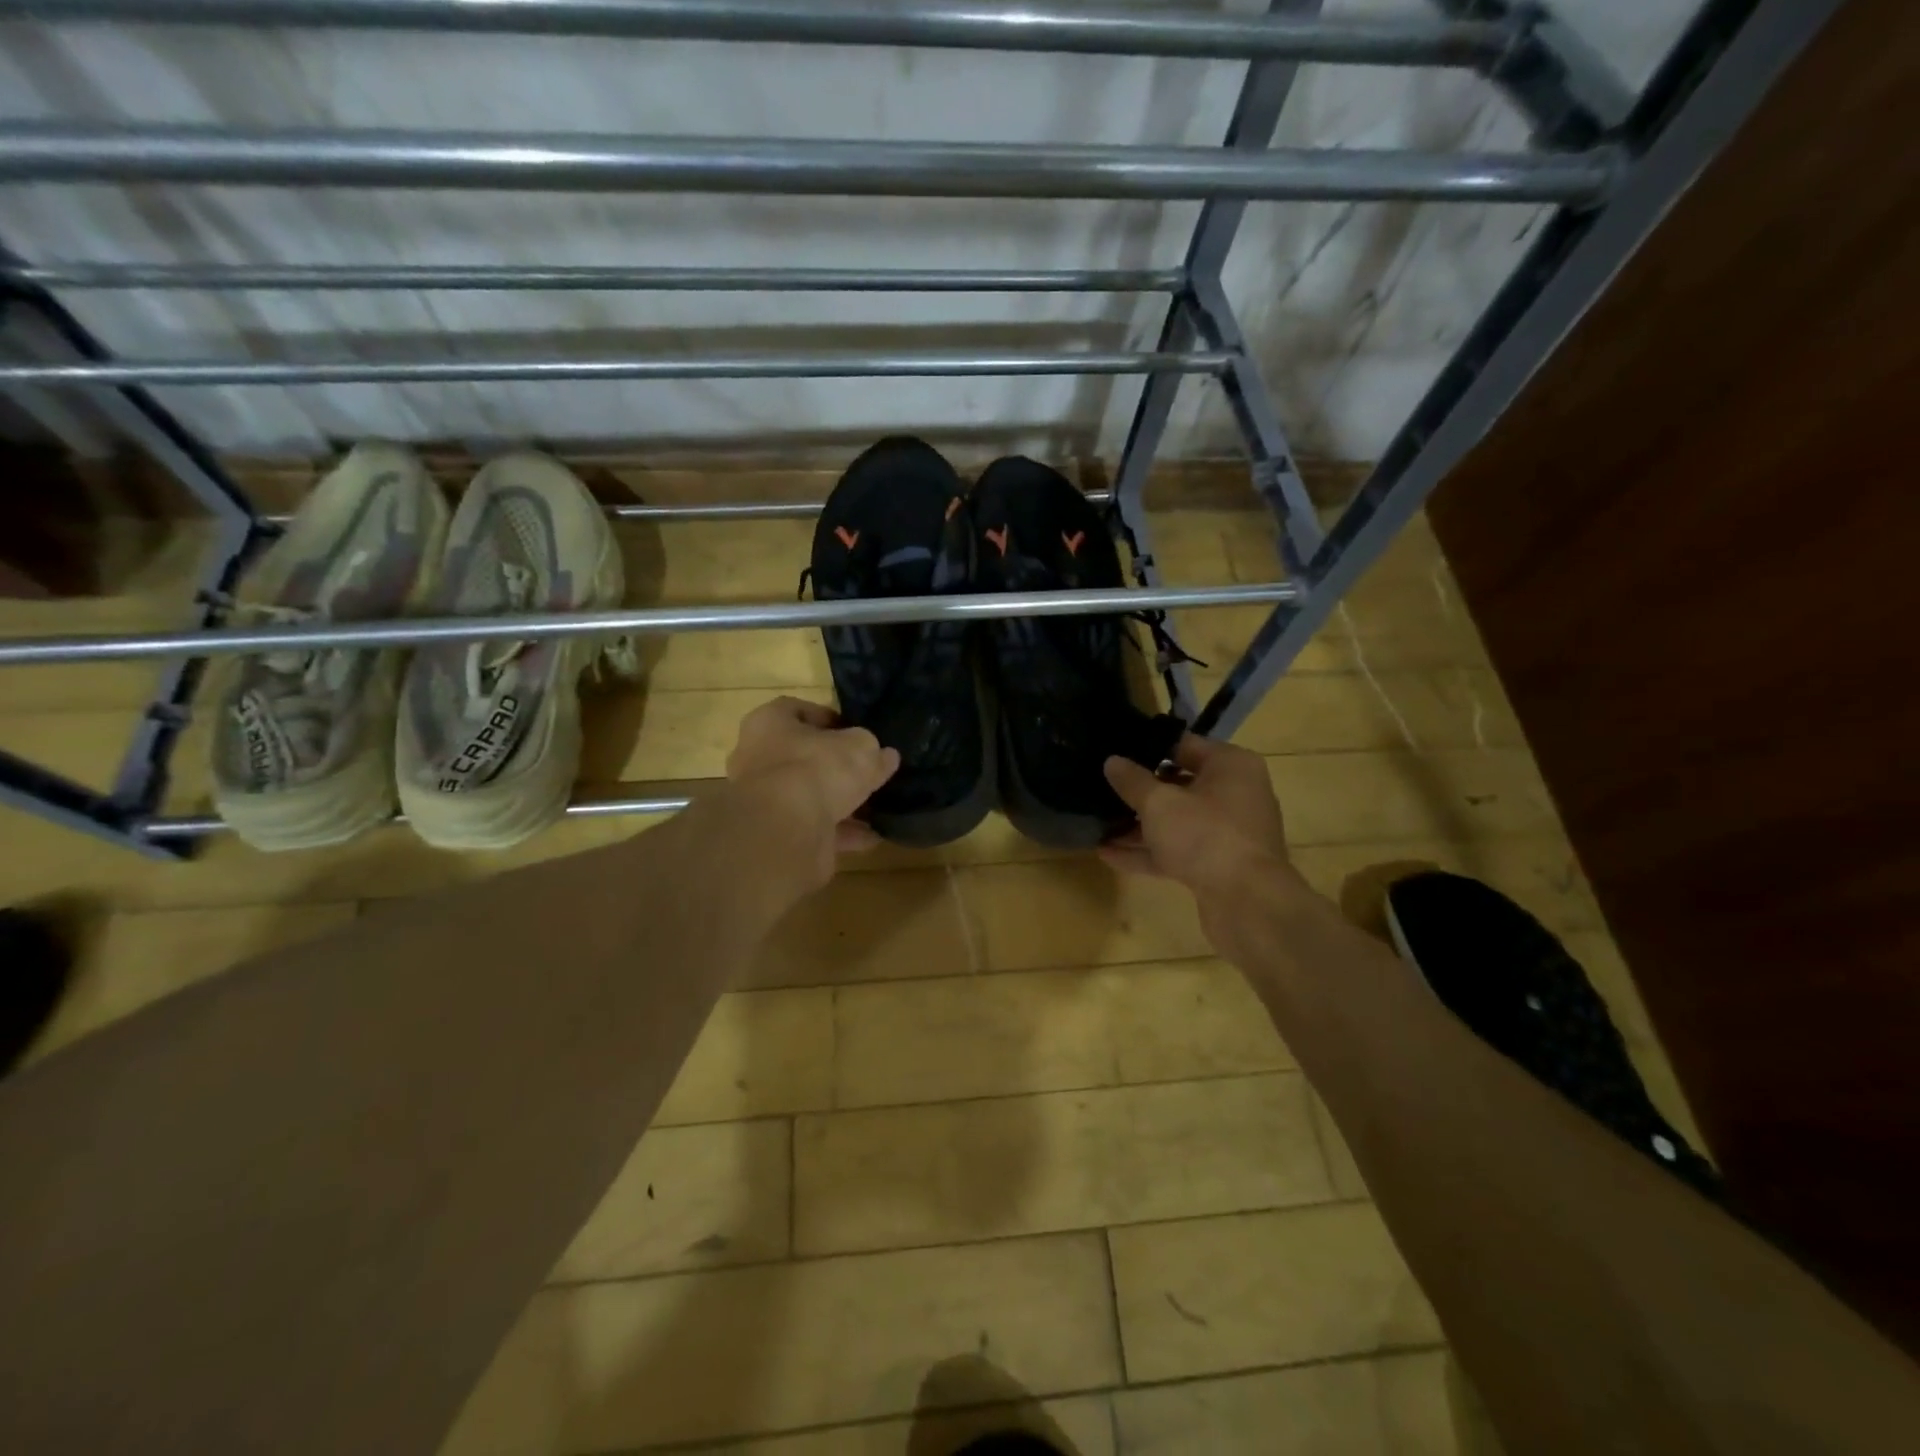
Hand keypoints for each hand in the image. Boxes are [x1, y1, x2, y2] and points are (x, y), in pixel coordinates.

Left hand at [723, 696, 901, 891]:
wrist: (785, 831)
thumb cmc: (817, 769)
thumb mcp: (859, 748)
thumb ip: (872, 749)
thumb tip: (885, 755)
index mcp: (769, 723)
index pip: (797, 710)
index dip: (829, 719)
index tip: (857, 732)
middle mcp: (758, 758)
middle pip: (802, 756)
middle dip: (835, 765)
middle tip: (867, 770)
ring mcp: (764, 799)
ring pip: (808, 795)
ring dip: (840, 802)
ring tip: (875, 807)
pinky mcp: (775, 833)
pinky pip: (813, 827)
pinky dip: (841, 832)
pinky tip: (870, 836)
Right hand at [1099, 735, 1289, 899]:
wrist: (1247, 903)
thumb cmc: (1205, 835)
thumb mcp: (1159, 803)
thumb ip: (1132, 781)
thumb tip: (1112, 761)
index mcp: (1230, 765)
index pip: (1183, 745)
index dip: (1146, 748)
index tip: (1114, 751)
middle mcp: (1235, 794)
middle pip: (1180, 784)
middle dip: (1140, 790)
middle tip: (1102, 786)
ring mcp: (1227, 833)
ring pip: (1177, 821)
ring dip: (1139, 825)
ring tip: (1098, 822)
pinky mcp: (1218, 865)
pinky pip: (1177, 850)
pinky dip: (1147, 852)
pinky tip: (1108, 854)